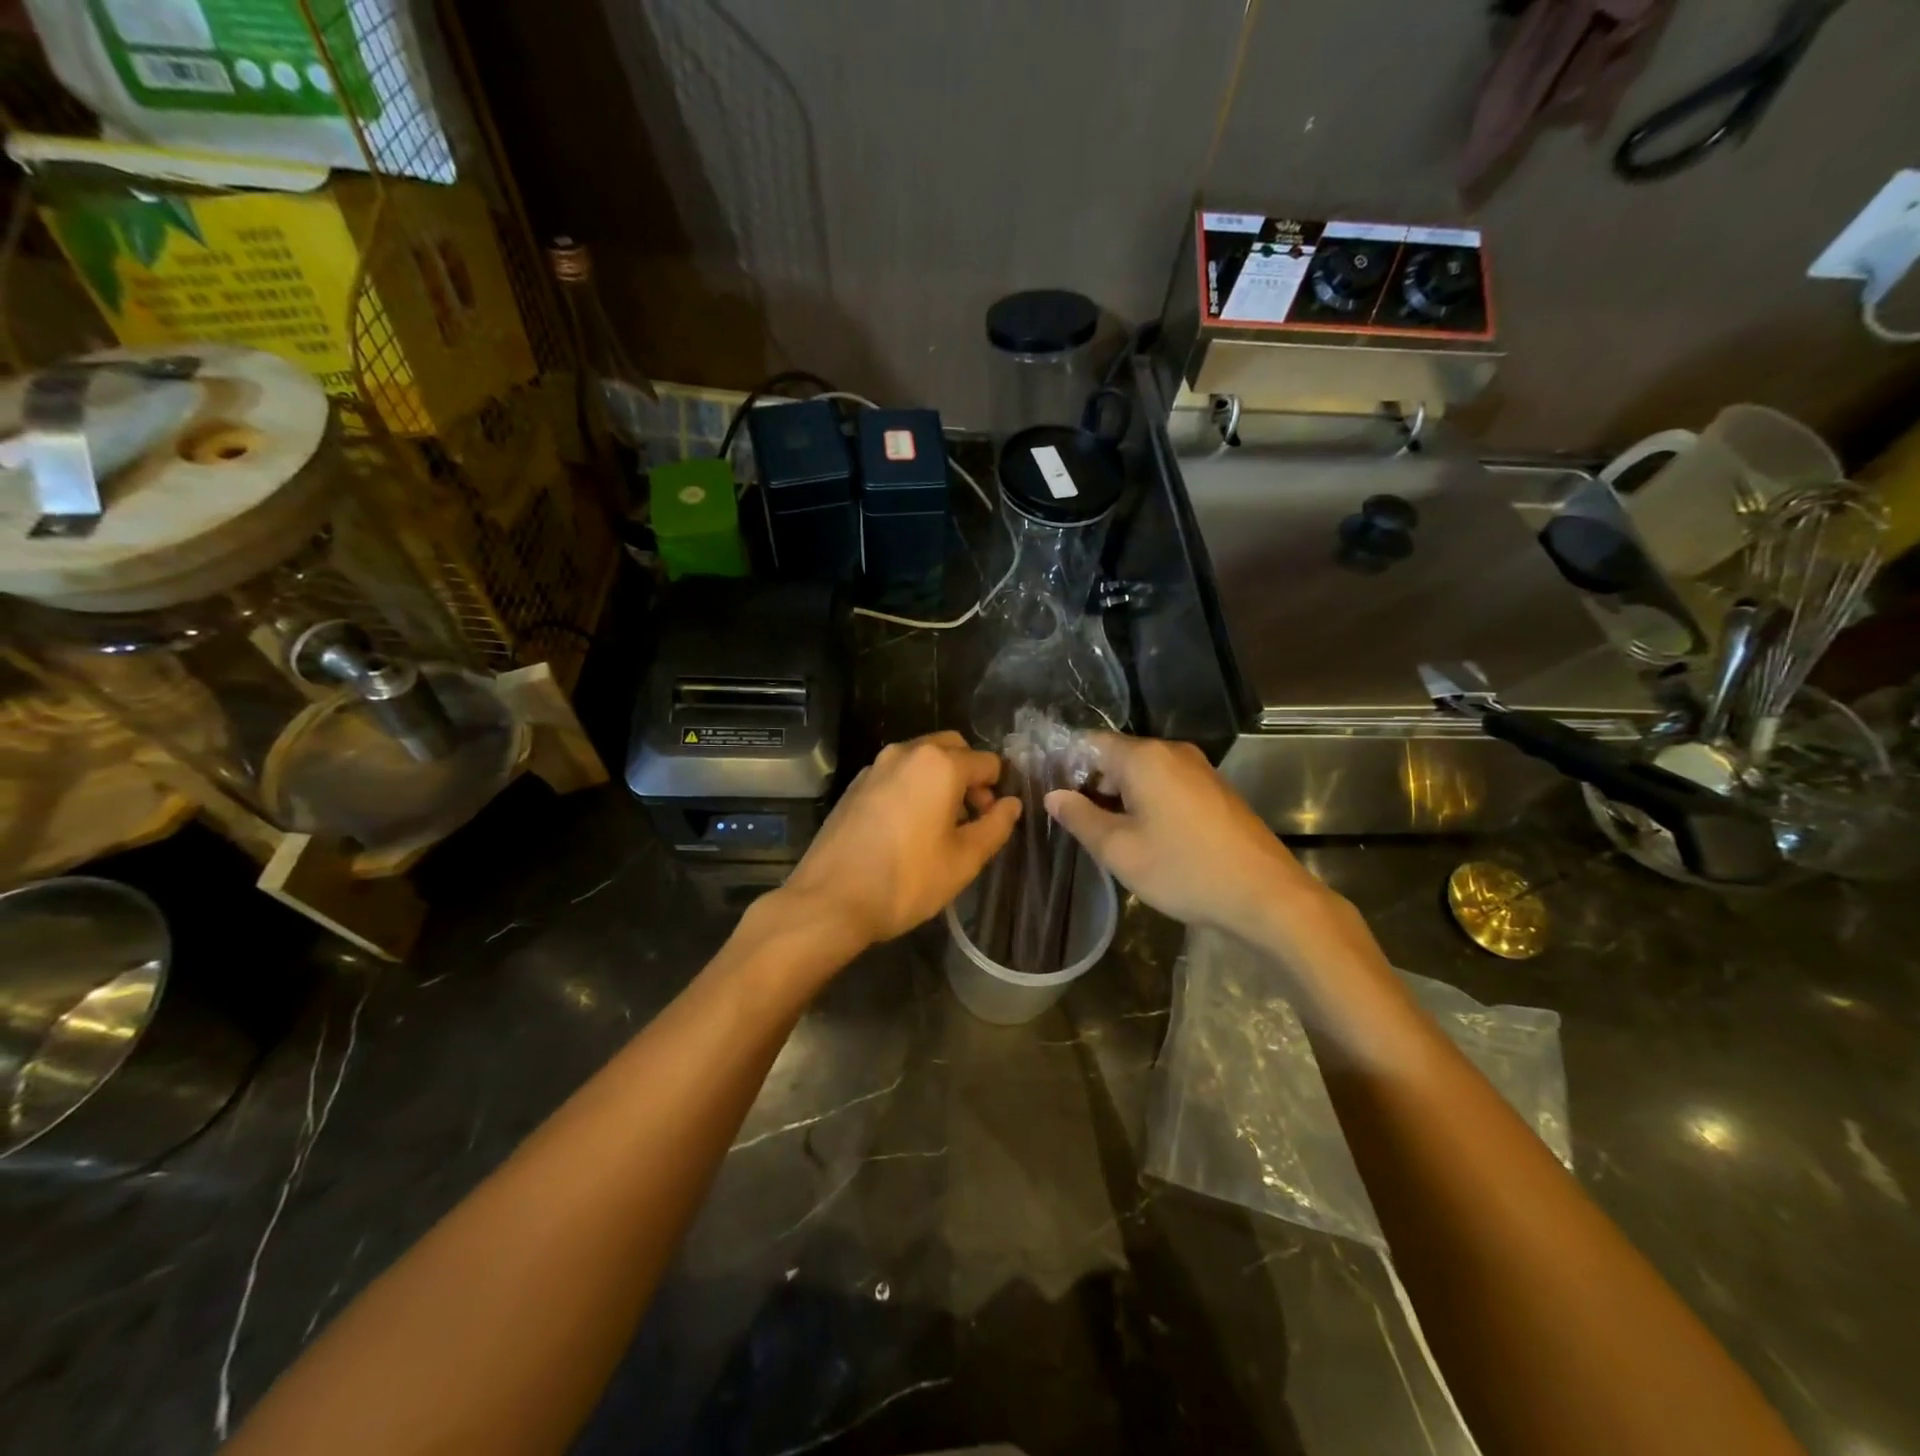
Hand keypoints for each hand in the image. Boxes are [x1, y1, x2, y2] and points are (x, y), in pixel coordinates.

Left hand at [780, 731, 1021, 949]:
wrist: (830, 900)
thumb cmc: (906, 881)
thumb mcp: (964, 860)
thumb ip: (995, 826)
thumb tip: (1011, 804)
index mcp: (939, 764)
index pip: (987, 763)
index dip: (997, 790)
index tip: (992, 821)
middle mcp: (907, 752)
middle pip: (953, 748)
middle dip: (969, 775)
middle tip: (970, 817)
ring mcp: (876, 766)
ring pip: (922, 758)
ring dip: (940, 779)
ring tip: (939, 825)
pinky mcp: (855, 784)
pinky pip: (897, 774)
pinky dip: (912, 786)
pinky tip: (906, 827)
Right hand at [1044, 733, 1327, 942]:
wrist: (1265, 896)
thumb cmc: (1183, 870)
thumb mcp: (1119, 850)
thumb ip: (1080, 818)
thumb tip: (1053, 796)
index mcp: (1145, 758)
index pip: (1089, 743)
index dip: (1064, 765)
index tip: (1047, 792)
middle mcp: (1172, 752)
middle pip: (1117, 757)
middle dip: (1091, 784)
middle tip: (1074, 822)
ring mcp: (1198, 770)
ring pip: (1142, 773)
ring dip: (1119, 797)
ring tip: (1105, 835)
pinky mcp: (1214, 790)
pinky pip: (1166, 785)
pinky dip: (1146, 802)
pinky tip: (1143, 837)